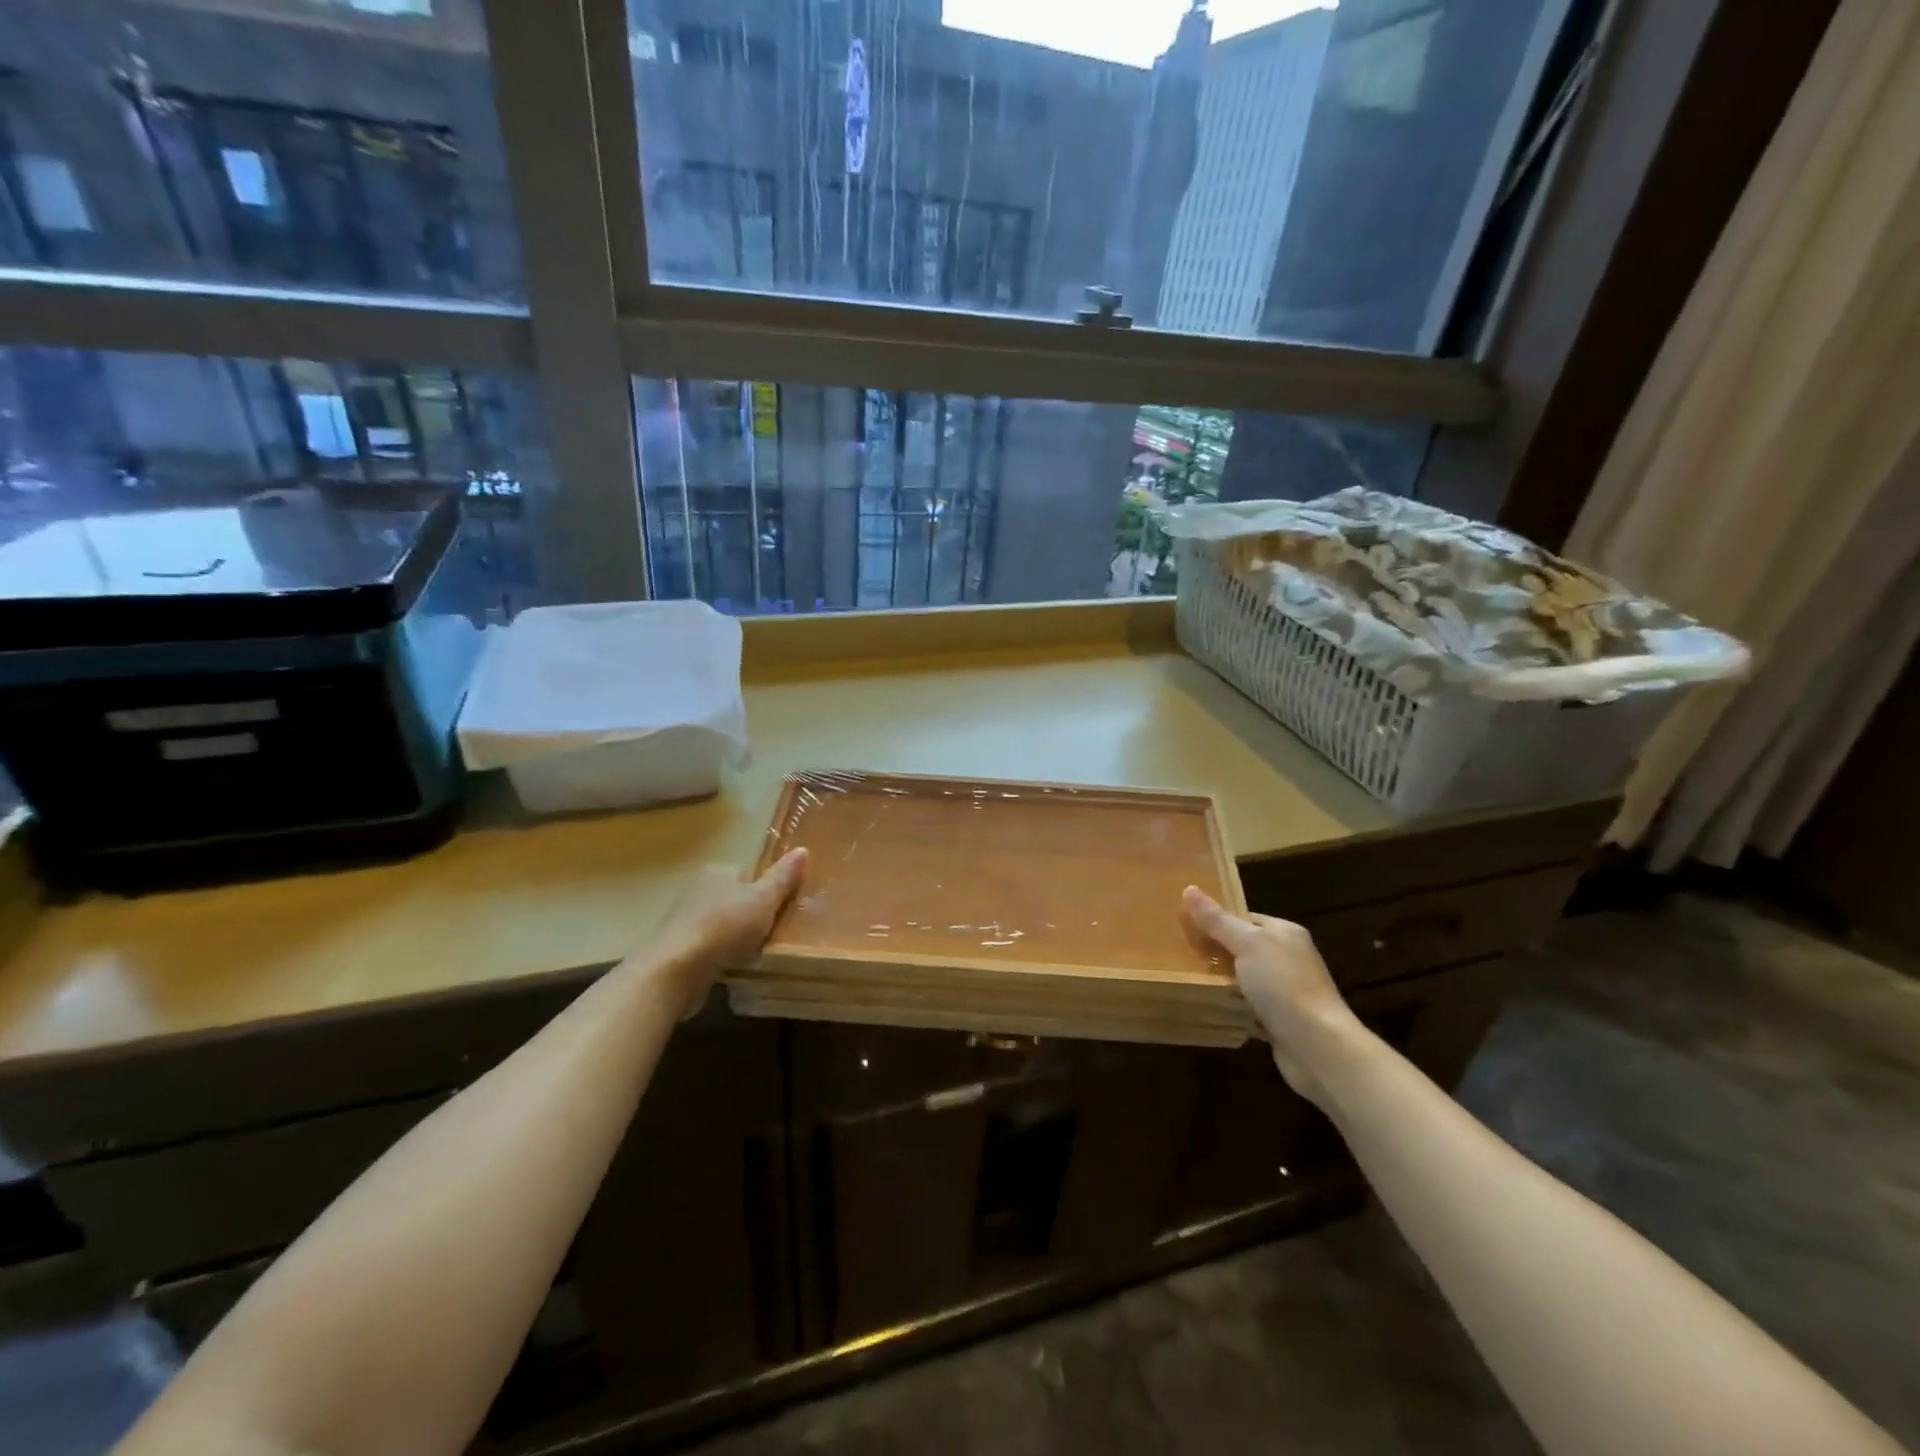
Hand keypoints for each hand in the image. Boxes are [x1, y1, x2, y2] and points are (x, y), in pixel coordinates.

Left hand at [646, 849, 808, 1016]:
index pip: (750, 874)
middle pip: (736, 899)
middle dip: (752, 915)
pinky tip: (733, 968)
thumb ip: (783, 877)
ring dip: (736, 938)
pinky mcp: (678, 948)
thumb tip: (803, 849)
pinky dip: (721, 955)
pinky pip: (709, 947)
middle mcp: (698, 889)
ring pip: (722, 924)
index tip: (783, 910)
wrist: (676, 970)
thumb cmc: (725, 927)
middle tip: (774, 934)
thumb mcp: (764, 900)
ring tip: (756, 954)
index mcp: (718, 871)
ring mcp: (684, 920)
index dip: (768, 891)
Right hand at [1182, 885, 1357, 1104]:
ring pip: (1243, 978)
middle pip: (1242, 947)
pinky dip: (1231, 1006)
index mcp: (1284, 933)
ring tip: (1185, 977)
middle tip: (1178, 952)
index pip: (1244, 917)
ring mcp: (1285, 991)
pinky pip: (1247, 1006)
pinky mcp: (1279, 1020)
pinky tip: (1208, 1006)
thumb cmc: (1283, 985)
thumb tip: (1189, 887)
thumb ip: (1218, 920)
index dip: (1215, 919)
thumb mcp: (1247, 944)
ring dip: (1220, 981)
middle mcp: (1287, 958)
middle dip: (1214, 951)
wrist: (1318, 1047)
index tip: (1183, 924)